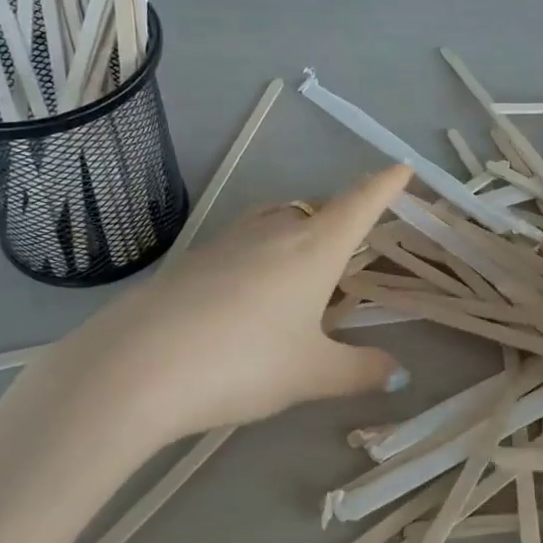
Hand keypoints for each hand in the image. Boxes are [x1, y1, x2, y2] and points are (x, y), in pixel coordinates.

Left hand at [40, 164, 415, 447]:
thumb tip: (399, 374)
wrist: (139, 366)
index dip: (384, 185)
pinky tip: (248, 298)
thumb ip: (360, 371)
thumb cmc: (245, 362)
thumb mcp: (311, 374)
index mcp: (314, 247)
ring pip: (273, 223)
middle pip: (314, 211)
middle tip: (349, 253)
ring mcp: (227, 240)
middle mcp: (273, 231)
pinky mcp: (192, 259)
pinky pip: (240, 245)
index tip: (403, 168)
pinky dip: (258, 258)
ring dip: (294, 236)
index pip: (359, 204)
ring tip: (300, 275)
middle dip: (337, 221)